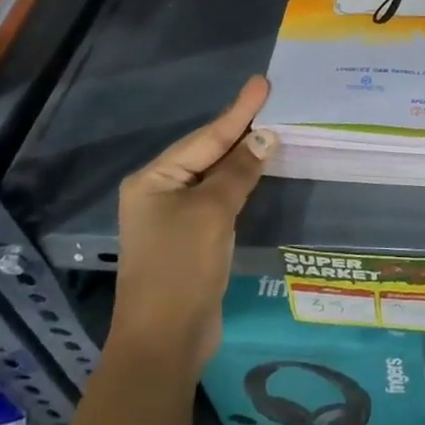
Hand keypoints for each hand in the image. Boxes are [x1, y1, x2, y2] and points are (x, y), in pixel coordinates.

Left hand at [109, 76, 274, 372]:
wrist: (164, 341)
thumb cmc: (182, 268)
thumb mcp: (212, 212)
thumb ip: (238, 171)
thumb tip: (265, 136)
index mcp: (153, 180)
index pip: (205, 137)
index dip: (238, 111)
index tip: (262, 83)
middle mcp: (159, 193)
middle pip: (207, 152)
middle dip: (239, 129)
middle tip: (270, 101)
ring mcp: (173, 218)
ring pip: (214, 176)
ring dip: (241, 156)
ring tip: (270, 129)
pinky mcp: (190, 240)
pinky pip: (218, 199)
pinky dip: (239, 183)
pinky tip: (257, 171)